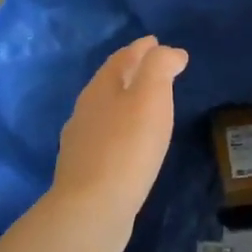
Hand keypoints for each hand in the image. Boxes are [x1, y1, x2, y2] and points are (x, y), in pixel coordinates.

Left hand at [52, 36, 187, 232]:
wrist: (92, 209)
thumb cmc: (127, 148)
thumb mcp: (150, 97)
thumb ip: (160, 67)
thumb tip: (169, 51)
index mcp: (101, 88)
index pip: (122, 58)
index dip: (142, 48)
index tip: (158, 42)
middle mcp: (86, 109)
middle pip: (110, 81)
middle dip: (132, 71)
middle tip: (155, 68)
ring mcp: (82, 141)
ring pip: (106, 109)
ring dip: (125, 100)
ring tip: (147, 103)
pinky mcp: (86, 169)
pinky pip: (106, 136)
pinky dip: (121, 128)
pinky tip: (132, 142)